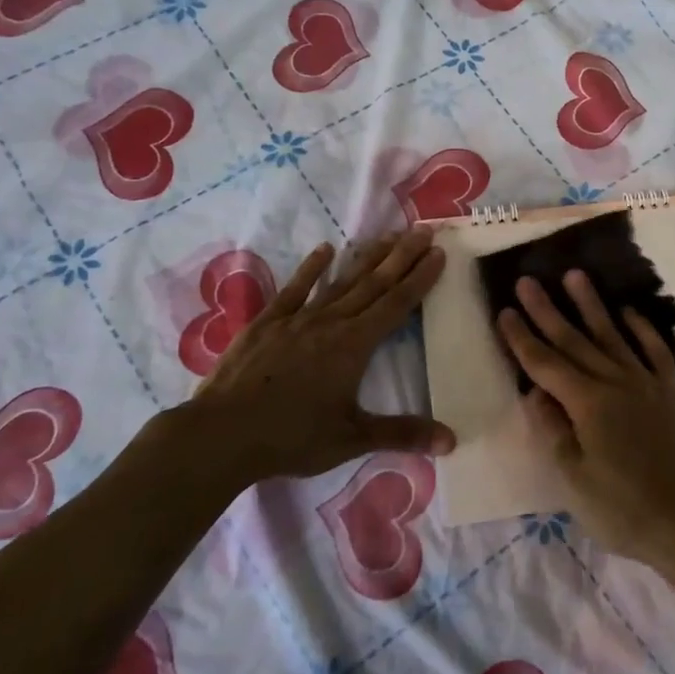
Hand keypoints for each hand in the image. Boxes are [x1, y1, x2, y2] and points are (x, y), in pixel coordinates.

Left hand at [147, 229, 453, 485]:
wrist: (221, 434)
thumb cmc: (292, 438)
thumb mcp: (352, 439)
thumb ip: (402, 434)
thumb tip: (452, 441)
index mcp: (354, 346)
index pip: (396, 305)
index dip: (419, 278)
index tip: (438, 253)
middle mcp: (331, 323)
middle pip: (373, 284)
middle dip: (401, 257)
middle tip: (423, 231)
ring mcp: (297, 319)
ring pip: (341, 281)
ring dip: (367, 258)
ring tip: (387, 236)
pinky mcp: (267, 322)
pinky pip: (295, 289)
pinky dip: (312, 268)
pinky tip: (325, 250)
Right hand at [497, 270, 674, 567]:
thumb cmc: (624, 509)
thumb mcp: (575, 479)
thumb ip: (553, 430)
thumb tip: (534, 393)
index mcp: (586, 404)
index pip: (545, 364)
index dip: (522, 338)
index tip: (505, 311)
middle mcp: (615, 382)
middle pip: (574, 340)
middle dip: (547, 310)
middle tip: (528, 281)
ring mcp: (647, 383)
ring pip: (612, 334)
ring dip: (591, 305)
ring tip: (575, 276)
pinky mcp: (672, 391)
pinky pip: (654, 349)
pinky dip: (640, 328)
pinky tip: (628, 311)